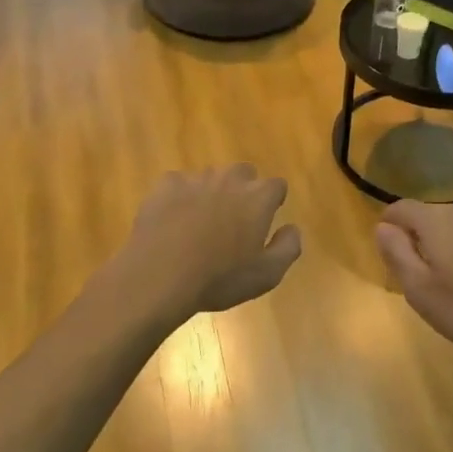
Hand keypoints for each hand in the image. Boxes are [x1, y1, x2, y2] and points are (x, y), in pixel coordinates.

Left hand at [112, 166, 302, 325]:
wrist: (160, 276)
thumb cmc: (219, 278)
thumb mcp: (267, 275)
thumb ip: (288, 247)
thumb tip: (292, 228)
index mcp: (257, 198)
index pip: (276, 185)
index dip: (273, 201)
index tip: (265, 219)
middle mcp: (229, 179)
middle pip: (243, 173)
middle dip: (243, 190)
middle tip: (234, 220)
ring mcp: (195, 179)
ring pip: (210, 178)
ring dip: (211, 193)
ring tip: (200, 224)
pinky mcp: (165, 185)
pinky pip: (179, 184)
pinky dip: (180, 198)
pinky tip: (173, 221)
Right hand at [374, 200, 452, 358]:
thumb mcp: (419, 289)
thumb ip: (396, 253)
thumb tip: (383, 226)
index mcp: (436, 220)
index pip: (402, 208)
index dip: (389, 224)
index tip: (387, 249)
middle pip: (430, 214)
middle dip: (418, 235)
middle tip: (417, 271)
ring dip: (447, 242)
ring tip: (449, 277)